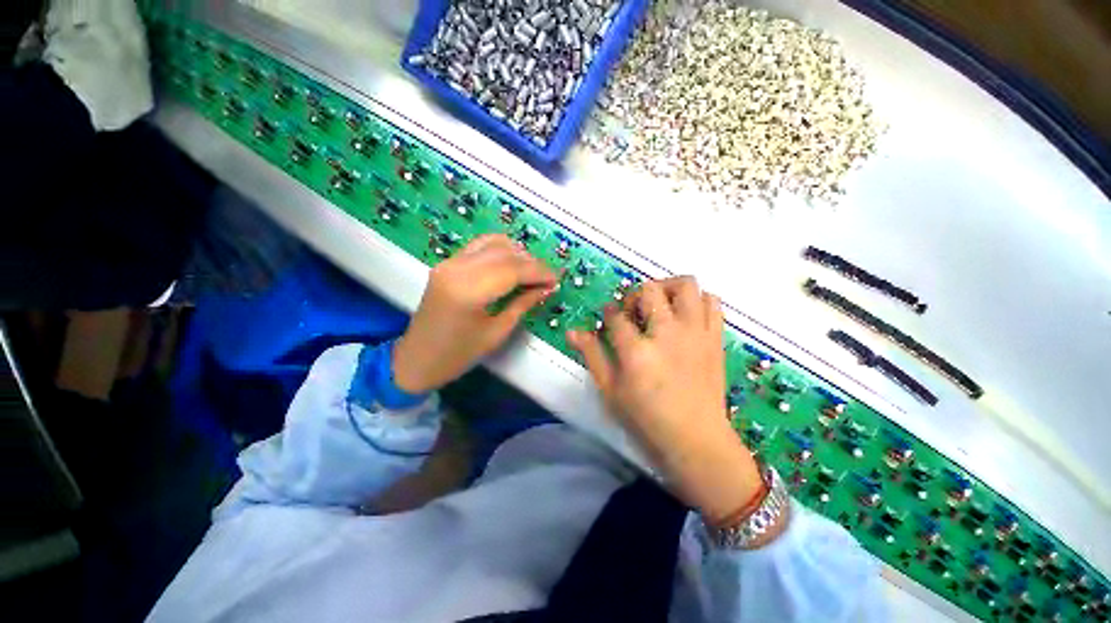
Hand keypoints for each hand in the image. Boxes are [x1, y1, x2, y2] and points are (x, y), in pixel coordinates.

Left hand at [393, 234, 557, 394]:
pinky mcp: (446, 263)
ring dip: (517, 254)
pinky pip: (479, 246)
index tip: (557, 280)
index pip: (513, 269)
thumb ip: (523, 304)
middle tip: (548, 278)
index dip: (539, 272)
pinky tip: (512, 263)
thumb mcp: (496, 333)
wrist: (416, 360)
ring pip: (492, 243)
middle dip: (532, 263)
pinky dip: (499, 250)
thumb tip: (547, 288)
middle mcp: (457, 268)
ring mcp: (449, 262)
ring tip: (532, 272)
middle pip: (505, 253)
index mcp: (468, 290)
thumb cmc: (458, 355)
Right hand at [567, 277, 762, 523]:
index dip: (609, 313)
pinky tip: (685, 315)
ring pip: (685, 285)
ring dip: (668, 287)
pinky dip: (697, 300)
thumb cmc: (646, 418)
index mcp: (637, 350)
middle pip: (649, 290)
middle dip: (634, 295)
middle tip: (632, 311)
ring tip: (660, 304)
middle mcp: (667, 333)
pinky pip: (712, 302)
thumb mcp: (610, 390)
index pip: (616, 316)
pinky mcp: (715, 338)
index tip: (609, 318)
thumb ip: (592, 355)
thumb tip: (572, 331)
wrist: (697, 439)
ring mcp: (695, 332)